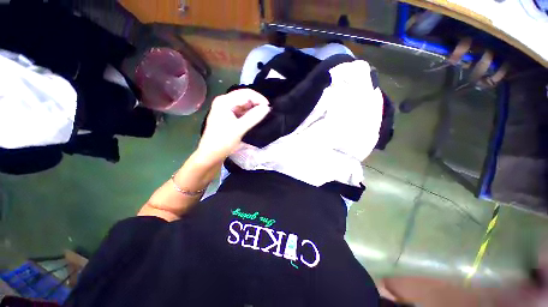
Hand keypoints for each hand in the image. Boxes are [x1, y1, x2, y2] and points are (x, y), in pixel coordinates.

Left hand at [197, 89, 270, 162]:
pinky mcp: (228, 117)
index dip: (258, 98)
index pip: (245, 93)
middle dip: (257, 103)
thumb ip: (253, 117)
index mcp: (224, 101)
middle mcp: (224, 102)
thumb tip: (267, 108)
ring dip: (254, 109)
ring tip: (263, 115)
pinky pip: (242, 112)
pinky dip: (249, 114)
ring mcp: (226, 109)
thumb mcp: (239, 129)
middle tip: (267, 111)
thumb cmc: (222, 141)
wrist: (211, 155)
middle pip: (244, 97)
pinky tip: (256, 118)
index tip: (269, 107)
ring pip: (244, 105)